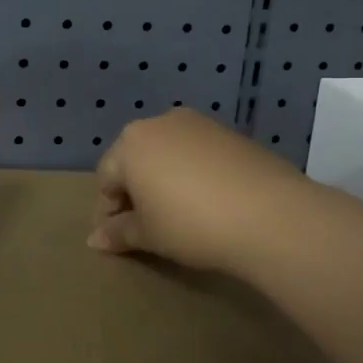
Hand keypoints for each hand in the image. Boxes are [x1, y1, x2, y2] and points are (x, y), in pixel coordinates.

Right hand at [89, 110, 307, 276]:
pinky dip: (194, 175)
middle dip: (136, 193)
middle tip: (146, 228)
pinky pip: (198, 154)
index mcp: (130, 142)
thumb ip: (117, 233)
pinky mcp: (231, 134)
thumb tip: (94, 240)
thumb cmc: (191, 223)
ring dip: (165, 182)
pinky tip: (209, 203)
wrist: (268, 214)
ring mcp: (199, 124)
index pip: (106, 179)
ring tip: (178, 216)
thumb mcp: (148, 234)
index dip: (108, 212)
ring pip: (168, 154)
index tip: (119, 239)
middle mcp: (160, 122)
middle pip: (136, 160)